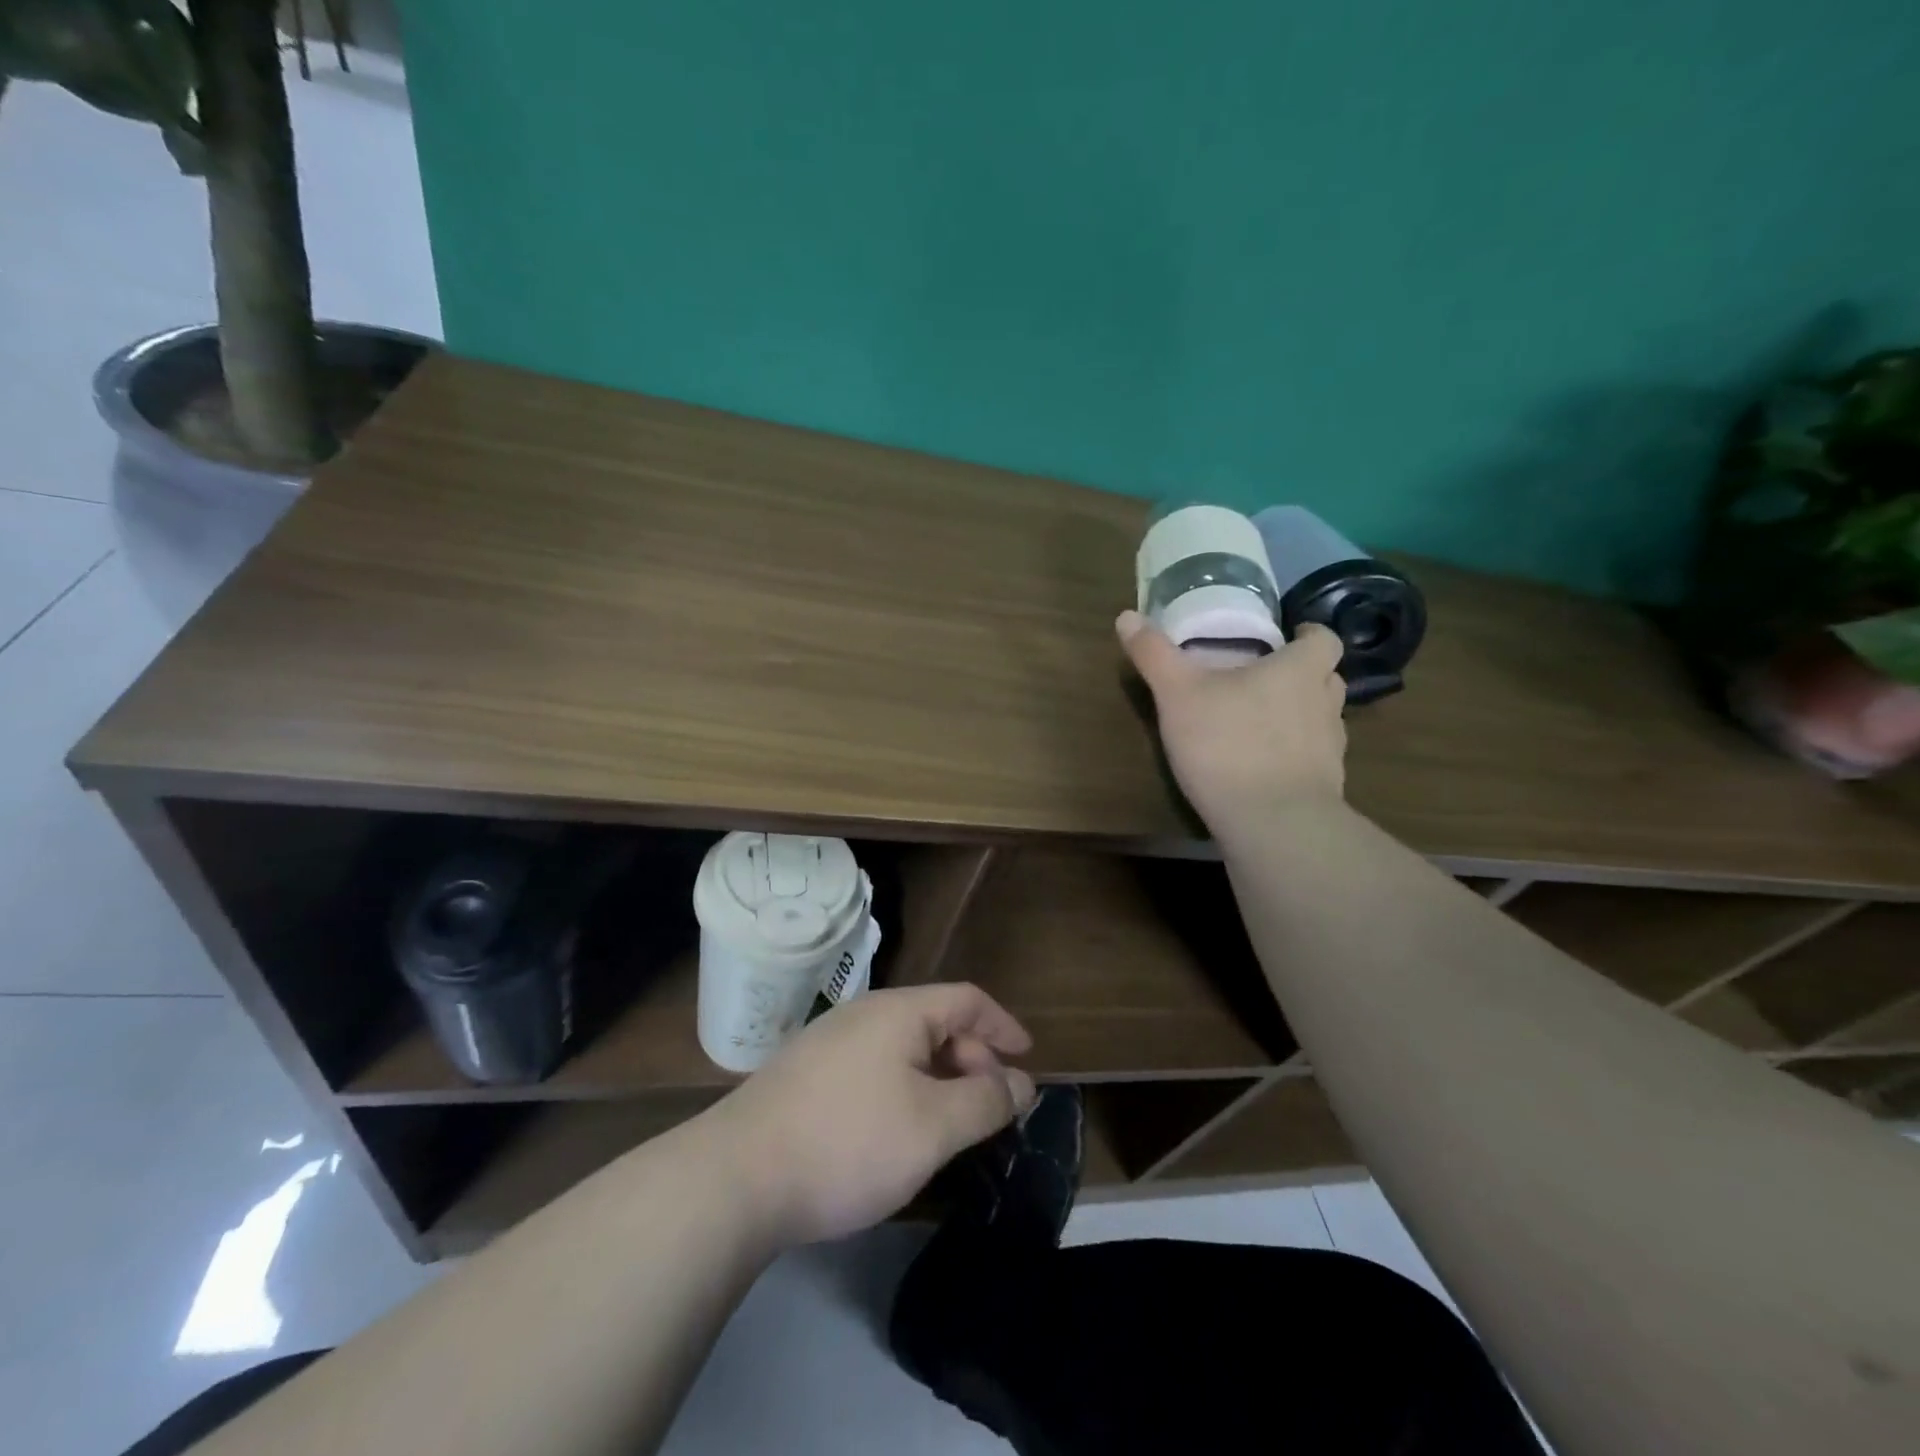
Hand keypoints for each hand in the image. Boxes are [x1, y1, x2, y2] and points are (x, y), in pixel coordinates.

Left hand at [700, 984, 1035, 1247]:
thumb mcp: (932, 1126)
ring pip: (903, 1049)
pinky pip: (875, 1069)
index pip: (966, 999)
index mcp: (898, 1011)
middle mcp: (864, 1014)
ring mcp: (829, 1043)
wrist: (736, 1178)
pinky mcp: (806, 1076)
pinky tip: (898, 1131)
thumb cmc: (848, 1142)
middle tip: (991, 1111)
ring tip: (952, 1124)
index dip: (1003, 1025)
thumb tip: (1019, 1083)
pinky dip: (905, 1090)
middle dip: (973, 1061)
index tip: (1027, 1060)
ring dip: (939, 1079)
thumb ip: (984, 1102)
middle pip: (936, 1022)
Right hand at [1117, 610, 1348, 833]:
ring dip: (1300, 715)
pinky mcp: (1325, 786)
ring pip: (1323, 719)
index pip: (1324, 639)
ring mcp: (1331, 749)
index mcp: (1299, 670)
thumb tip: (1126, 615)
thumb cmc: (1228, 744)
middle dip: (1303, 674)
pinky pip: (1313, 759)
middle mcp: (1325, 703)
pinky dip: (1294, 755)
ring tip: (1261, 723)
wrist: (1271, 823)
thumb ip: (1154, 654)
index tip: (1287, 637)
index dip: (1308, 634)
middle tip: (1265, 678)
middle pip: (1327, 678)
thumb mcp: (1178, 694)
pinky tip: (1263, 766)